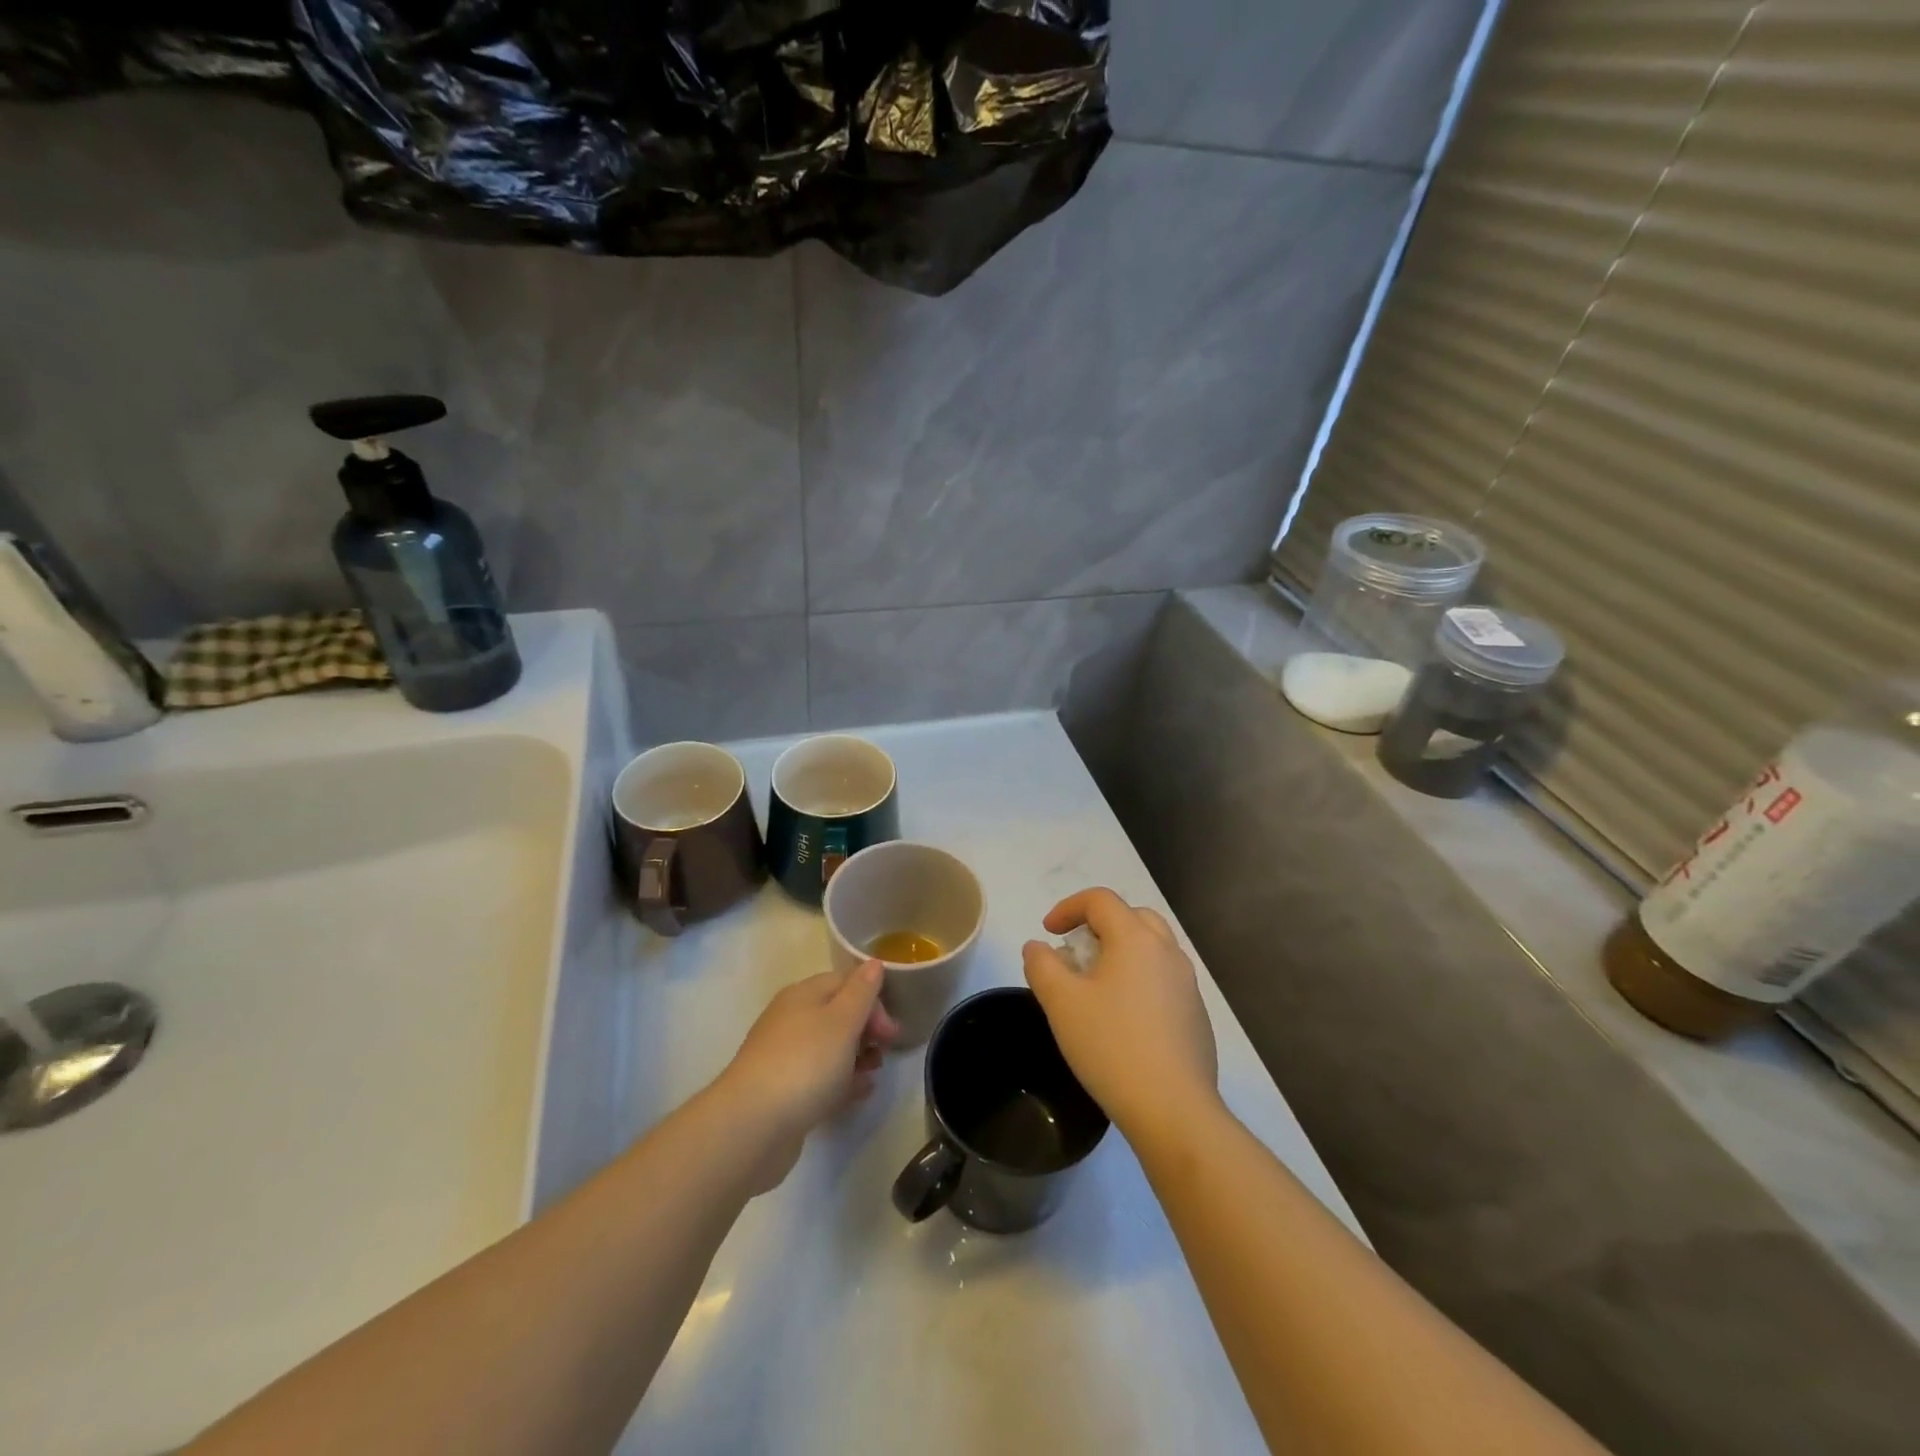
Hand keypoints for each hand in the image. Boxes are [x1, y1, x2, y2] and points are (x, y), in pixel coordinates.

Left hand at [715, 960, 900, 1192]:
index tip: (890, 1030)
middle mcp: (791, 1019)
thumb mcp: (842, 1020)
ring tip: (873, 1073)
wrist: (753, 1125)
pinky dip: (842, 1081)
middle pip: (838, 1014)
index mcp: (803, 995)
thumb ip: (861, 991)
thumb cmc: (805, 1062)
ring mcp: (785, 1056)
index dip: (873, 1000)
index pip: (845, 982)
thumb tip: (874, 963)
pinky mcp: (784, 1091)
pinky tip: (859, 1093)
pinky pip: (820, 1078)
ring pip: (830, 1048)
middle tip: (886, 1050)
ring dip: (857, 1056)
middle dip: (867, 1029)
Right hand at [1023, 888, 1218, 1144]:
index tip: (1048, 933)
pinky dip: (1139, 978)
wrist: (1174, 1109)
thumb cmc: (1111, 1046)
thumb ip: (1042, 965)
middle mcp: (1168, 951)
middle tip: (1075, 951)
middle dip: (1099, 925)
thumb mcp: (1061, 1003)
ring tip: (1096, 984)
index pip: (1100, 900)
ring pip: (1152, 947)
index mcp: (1136, 938)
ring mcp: (1188, 983)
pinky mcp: (1197, 1014)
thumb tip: (1038, 947)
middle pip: (1132, 916)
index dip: (1068, 907)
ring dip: (1121, 951)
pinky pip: (1164, 978)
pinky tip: (1123, 1017)